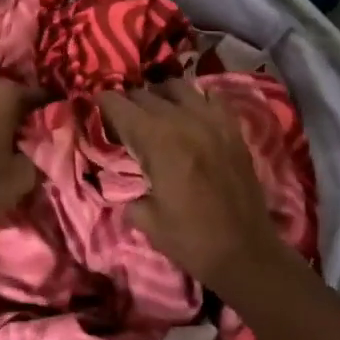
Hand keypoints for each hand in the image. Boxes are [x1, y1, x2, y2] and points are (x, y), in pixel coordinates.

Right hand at [96, 80, 303, 296]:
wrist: (246, 253)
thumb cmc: (190, 239)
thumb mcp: (145, 219)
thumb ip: (127, 191)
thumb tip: (121, 180)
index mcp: (157, 141)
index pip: (120, 105)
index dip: (102, 103)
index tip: (94, 108)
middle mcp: (183, 121)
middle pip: (146, 93)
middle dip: (127, 103)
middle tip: (120, 119)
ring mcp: (212, 122)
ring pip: (178, 86)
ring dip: (160, 95)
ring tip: (155, 112)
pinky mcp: (233, 129)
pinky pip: (211, 97)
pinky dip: (195, 99)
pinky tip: (190, 115)